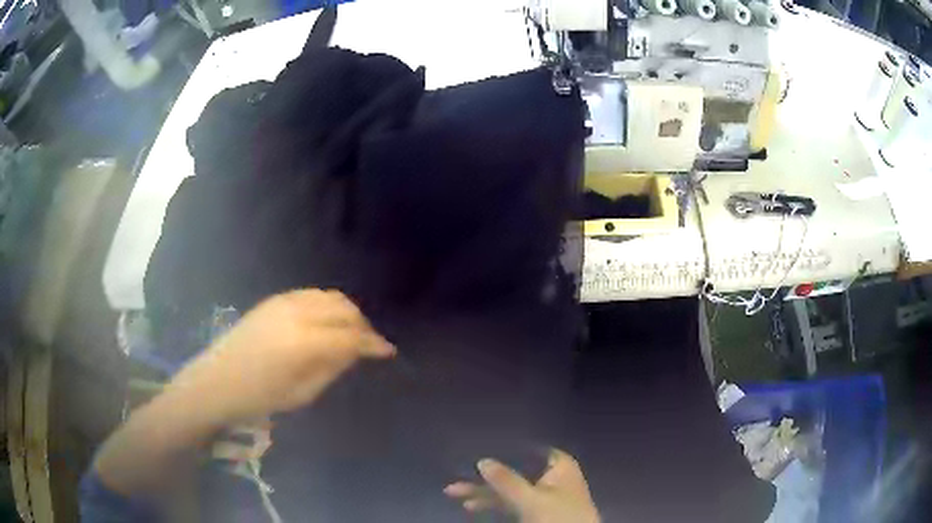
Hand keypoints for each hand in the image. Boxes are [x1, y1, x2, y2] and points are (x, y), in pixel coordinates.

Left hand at [166, 289, 394, 424]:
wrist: (217, 380)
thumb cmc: (259, 397)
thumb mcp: (302, 393)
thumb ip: (332, 367)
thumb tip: (354, 351)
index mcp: (304, 342)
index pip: (350, 335)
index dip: (372, 343)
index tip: (387, 352)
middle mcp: (297, 313)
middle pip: (343, 309)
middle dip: (362, 325)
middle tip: (369, 345)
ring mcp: (284, 302)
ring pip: (329, 297)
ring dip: (346, 312)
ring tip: (350, 332)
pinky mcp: (274, 299)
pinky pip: (311, 295)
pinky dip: (327, 305)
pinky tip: (327, 322)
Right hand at [444, 449, 599, 522]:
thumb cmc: (560, 515)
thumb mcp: (531, 498)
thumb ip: (507, 480)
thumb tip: (482, 460)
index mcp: (558, 465)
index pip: (527, 450)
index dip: (502, 449)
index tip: (476, 446)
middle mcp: (550, 476)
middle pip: (513, 472)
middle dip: (484, 477)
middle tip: (455, 476)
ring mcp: (543, 495)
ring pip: (508, 489)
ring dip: (483, 492)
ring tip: (453, 492)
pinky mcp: (536, 511)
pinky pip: (510, 502)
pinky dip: (493, 504)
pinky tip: (471, 505)